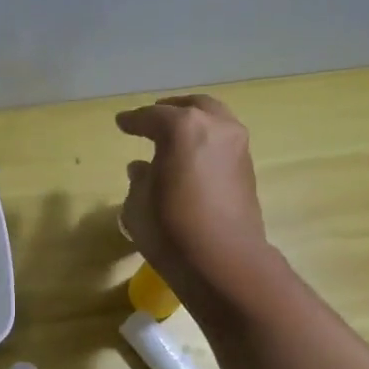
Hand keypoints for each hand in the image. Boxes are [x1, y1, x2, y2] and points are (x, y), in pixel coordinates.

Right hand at [117, 94, 272, 304]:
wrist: (224, 261)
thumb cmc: (171, 230)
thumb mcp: (138, 206)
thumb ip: (139, 181)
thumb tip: (142, 169)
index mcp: (182, 128)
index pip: (151, 117)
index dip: (133, 121)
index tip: (121, 123)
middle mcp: (215, 126)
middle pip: (191, 107)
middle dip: (170, 110)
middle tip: (153, 118)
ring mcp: (237, 146)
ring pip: (214, 121)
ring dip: (193, 125)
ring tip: (174, 139)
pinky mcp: (247, 169)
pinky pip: (222, 143)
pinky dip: (206, 143)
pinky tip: (191, 160)